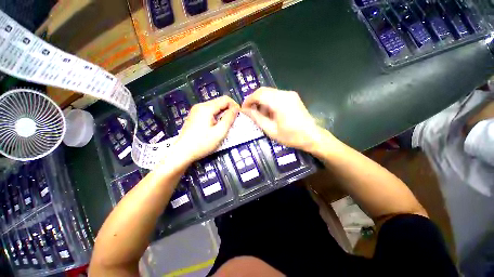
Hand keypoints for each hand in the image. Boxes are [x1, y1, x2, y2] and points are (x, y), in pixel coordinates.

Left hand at [174, 96, 239, 163]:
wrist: (182, 153)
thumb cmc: (202, 143)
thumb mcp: (220, 132)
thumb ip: (229, 118)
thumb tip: (236, 108)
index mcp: (207, 108)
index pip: (225, 99)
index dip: (235, 105)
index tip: (239, 116)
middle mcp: (200, 106)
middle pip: (219, 102)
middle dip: (229, 110)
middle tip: (233, 122)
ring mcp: (196, 111)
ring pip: (214, 107)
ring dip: (222, 114)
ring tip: (225, 125)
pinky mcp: (194, 116)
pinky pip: (208, 112)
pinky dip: (216, 116)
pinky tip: (216, 126)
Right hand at [241, 87, 330, 151]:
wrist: (312, 136)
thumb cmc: (291, 136)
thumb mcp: (271, 130)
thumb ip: (257, 118)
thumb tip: (245, 111)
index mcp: (279, 102)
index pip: (259, 94)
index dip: (248, 100)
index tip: (244, 109)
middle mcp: (285, 94)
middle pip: (263, 91)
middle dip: (254, 100)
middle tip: (250, 111)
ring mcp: (290, 94)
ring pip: (269, 92)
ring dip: (261, 101)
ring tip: (260, 114)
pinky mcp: (292, 96)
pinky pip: (276, 95)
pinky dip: (269, 101)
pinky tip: (270, 112)